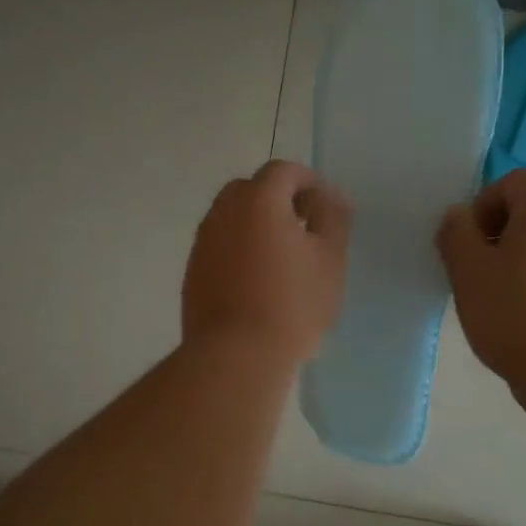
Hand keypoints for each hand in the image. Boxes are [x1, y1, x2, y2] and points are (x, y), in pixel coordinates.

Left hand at [183, 160, 350, 364]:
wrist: (237, 354)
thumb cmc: (293, 303)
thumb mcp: (329, 259)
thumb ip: (333, 218)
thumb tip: (329, 197)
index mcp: (258, 199)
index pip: (283, 171)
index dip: (309, 182)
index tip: (326, 209)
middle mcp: (223, 212)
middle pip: (251, 190)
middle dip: (279, 200)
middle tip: (304, 228)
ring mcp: (203, 243)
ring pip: (232, 219)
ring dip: (256, 226)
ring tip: (283, 259)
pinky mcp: (192, 273)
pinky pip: (220, 247)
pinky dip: (239, 251)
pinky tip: (257, 283)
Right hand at [436, 169, 525, 392]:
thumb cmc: (514, 311)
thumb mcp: (469, 269)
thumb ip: (456, 233)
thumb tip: (457, 216)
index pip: (512, 181)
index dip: (481, 203)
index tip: (466, 241)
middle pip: (523, 213)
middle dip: (489, 236)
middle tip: (469, 270)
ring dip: (504, 263)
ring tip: (487, 298)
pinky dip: (524, 286)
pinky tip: (510, 318)